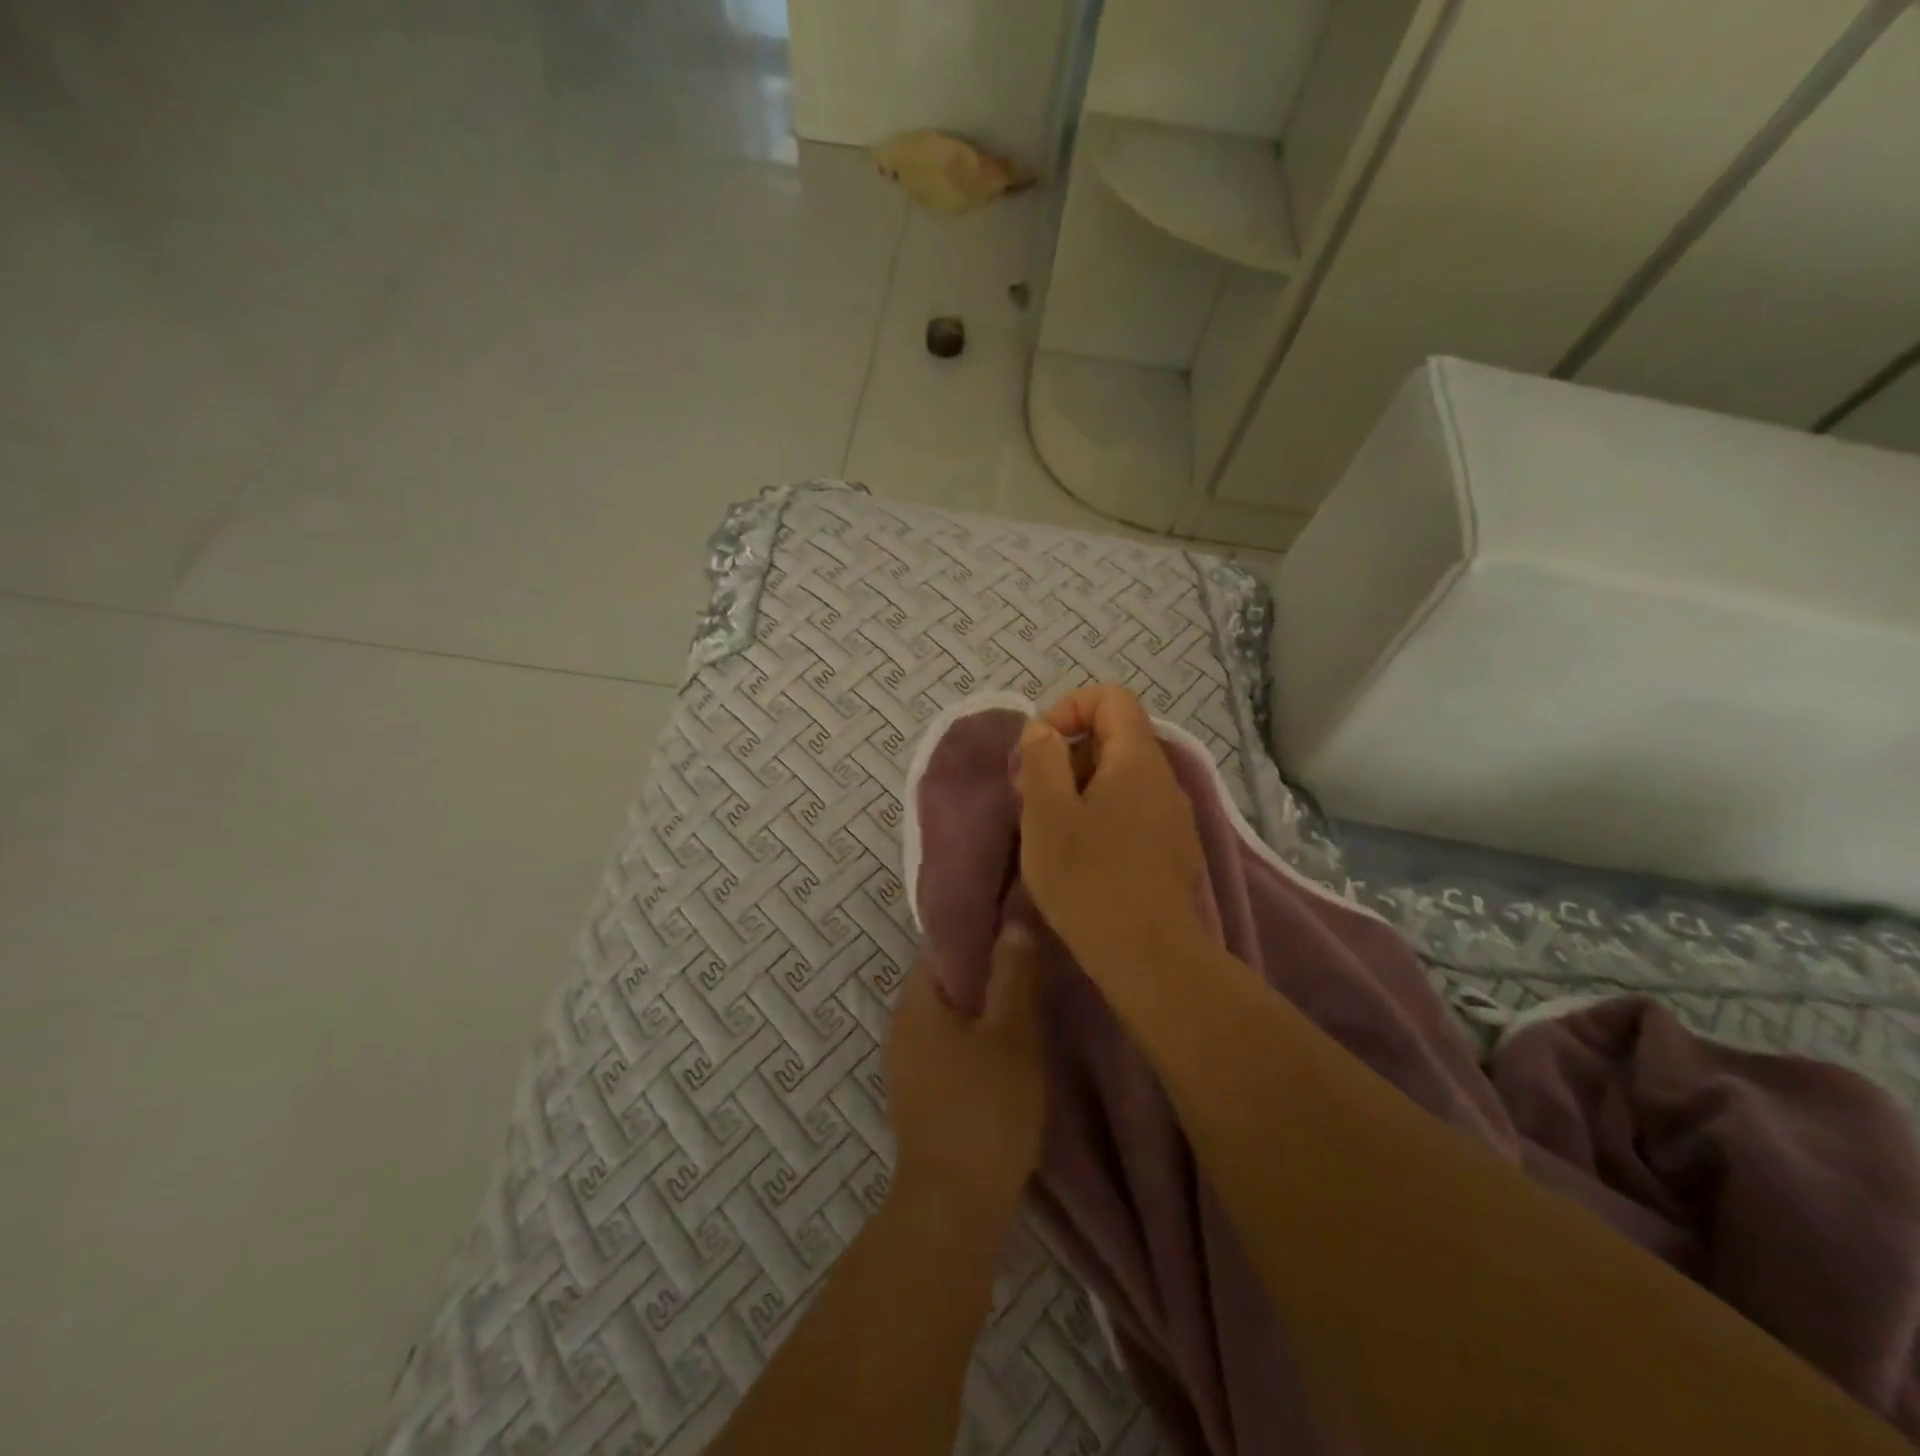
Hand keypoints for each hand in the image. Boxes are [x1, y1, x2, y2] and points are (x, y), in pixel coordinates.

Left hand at [884, 925, 1045, 1219]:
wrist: (954, 1207)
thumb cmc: (986, 1110)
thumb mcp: (1012, 1035)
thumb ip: (1013, 974)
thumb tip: (1013, 922)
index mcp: (916, 1001)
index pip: (943, 945)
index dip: (981, 932)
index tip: (1018, 929)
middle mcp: (901, 1024)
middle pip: (945, 980)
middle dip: (986, 971)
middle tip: (1031, 965)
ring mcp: (905, 1062)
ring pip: (948, 1017)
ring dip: (983, 1009)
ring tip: (1026, 1004)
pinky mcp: (918, 1093)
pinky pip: (947, 1047)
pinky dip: (974, 1040)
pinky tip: (1006, 1051)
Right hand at [1016, 683, 1205, 972]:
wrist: (1149, 956)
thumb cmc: (1089, 878)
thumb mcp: (1046, 813)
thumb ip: (1042, 758)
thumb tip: (1044, 730)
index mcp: (1137, 759)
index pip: (1111, 697)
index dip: (1069, 708)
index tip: (1040, 749)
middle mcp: (1164, 778)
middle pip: (1114, 737)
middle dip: (1067, 755)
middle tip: (1034, 796)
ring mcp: (1173, 815)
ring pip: (1121, 777)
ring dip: (1080, 789)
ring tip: (1052, 829)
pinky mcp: (1173, 847)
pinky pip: (1133, 809)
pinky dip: (1101, 814)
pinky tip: (1082, 854)